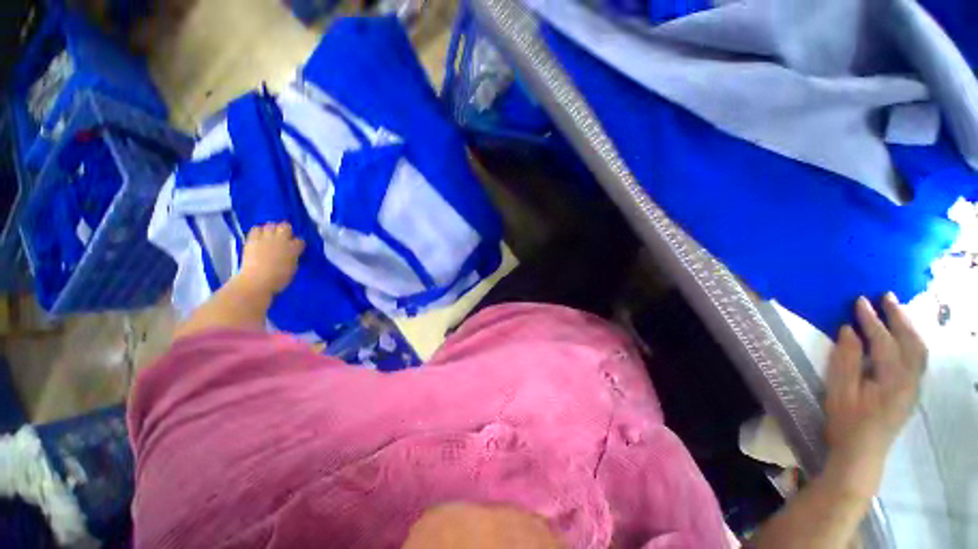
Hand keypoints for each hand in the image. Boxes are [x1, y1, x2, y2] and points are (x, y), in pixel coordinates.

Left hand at [236, 222, 304, 294]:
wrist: (256, 281)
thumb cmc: (278, 279)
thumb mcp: (292, 268)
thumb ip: (293, 257)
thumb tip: (292, 254)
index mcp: (293, 248)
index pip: (300, 240)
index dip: (298, 244)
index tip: (296, 248)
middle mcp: (281, 240)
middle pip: (286, 226)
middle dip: (286, 230)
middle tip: (284, 237)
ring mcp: (265, 238)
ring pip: (270, 225)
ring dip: (272, 229)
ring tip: (270, 236)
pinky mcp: (252, 240)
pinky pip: (256, 229)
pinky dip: (258, 231)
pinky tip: (259, 237)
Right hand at [823, 293, 925, 498]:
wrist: (862, 453)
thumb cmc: (846, 422)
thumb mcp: (839, 391)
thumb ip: (846, 360)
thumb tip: (848, 330)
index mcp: (892, 380)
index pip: (884, 342)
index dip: (872, 320)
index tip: (859, 300)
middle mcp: (911, 380)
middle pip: (912, 342)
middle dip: (899, 317)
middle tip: (886, 296)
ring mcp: (914, 386)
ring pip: (919, 349)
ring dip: (909, 327)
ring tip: (896, 310)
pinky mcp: (911, 390)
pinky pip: (918, 359)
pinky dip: (912, 340)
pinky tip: (903, 335)